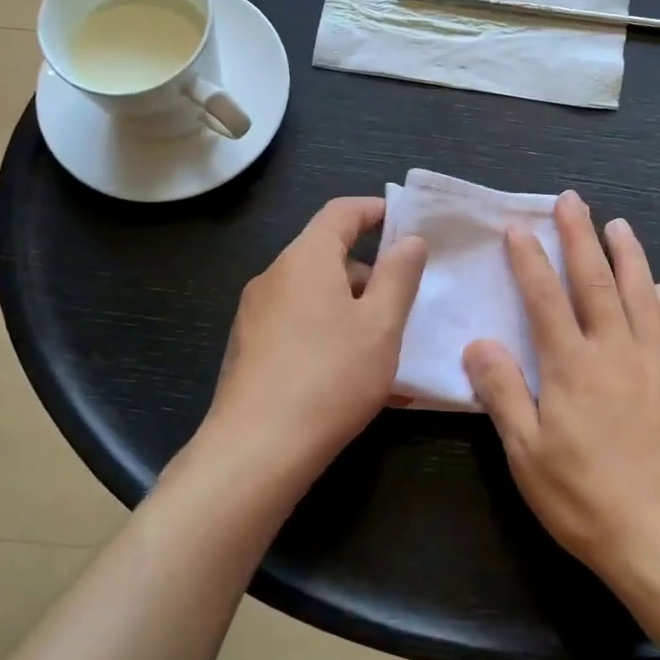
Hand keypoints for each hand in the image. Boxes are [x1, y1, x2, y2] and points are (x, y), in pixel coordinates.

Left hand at [202, 197, 426, 492]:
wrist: (256, 450)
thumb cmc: (330, 377)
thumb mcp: (381, 325)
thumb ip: (399, 276)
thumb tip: (410, 240)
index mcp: (306, 259)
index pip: (341, 212)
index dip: (374, 210)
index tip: (404, 221)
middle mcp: (274, 277)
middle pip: (327, 255)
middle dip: (369, 272)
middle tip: (404, 302)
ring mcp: (255, 314)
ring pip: (314, 295)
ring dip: (352, 309)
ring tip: (385, 349)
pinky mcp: (248, 348)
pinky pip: (298, 325)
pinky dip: (328, 334)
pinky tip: (351, 376)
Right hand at [464, 192, 659, 588]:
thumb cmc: (585, 499)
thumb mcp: (526, 453)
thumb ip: (502, 392)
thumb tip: (479, 343)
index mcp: (572, 365)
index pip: (545, 297)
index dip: (529, 259)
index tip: (518, 227)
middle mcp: (616, 351)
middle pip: (596, 281)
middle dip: (580, 236)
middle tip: (572, 200)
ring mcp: (659, 365)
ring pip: (642, 295)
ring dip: (629, 255)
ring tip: (619, 225)